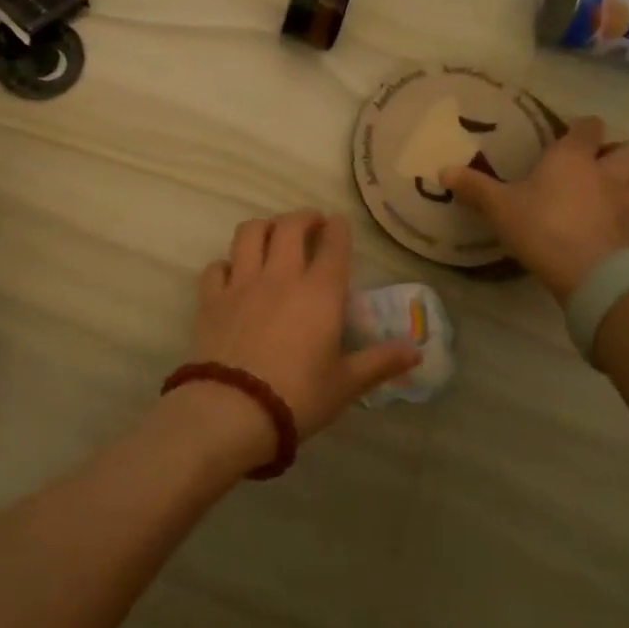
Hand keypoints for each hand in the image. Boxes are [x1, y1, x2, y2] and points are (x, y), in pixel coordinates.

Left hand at [188, 211, 421, 452]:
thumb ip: (380, 362)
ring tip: (271, 233)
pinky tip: (232, 273)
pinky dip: (226, 264)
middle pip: (289, 227)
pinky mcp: (211, 299)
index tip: (339, 223)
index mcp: (320, 293)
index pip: (333, 245)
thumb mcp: (346, 384)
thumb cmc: (299, 397)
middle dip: (303, 217)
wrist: (234, 410)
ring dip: (263, 227)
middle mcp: (281, 277)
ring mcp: (242, 284)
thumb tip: (417, 351)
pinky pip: (216, 267)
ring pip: (249, 234)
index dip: (338, 228)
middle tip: (311, 223)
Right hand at [441, 117, 628, 304]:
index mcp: (573, 157)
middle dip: (620, 152)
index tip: (572, 136)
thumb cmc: (541, 227)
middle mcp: (606, 172)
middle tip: (600, 165)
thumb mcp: (499, 207)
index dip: (584, 128)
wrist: (587, 273)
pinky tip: (616, 224)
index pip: (590, 126)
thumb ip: (474, 187)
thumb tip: (443, 171)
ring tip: (619, 189)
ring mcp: (626, 202)